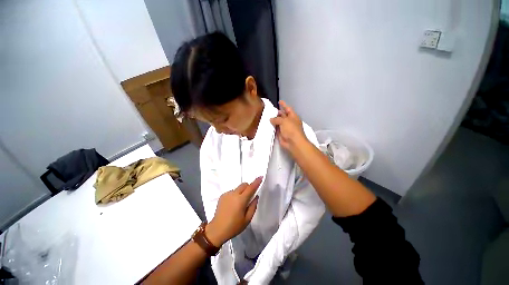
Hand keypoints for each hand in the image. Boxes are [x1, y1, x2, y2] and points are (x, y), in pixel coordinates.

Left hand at [205, 177, 261, 246]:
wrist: (217, 230)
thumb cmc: (234, 226)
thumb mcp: (247, 219)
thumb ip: (253, 206)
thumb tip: (256, 196)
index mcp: (241, 200)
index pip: (251, 188)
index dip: (256, 182)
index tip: (261, 177)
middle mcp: (234, 194)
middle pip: (244, 185)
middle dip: (248, 187)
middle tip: (249, 196)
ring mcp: (227, 194)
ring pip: (238, 188)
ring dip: (241, 192)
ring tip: (239, 203)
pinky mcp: (222, 196)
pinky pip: (232, 192)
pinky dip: (235, 195)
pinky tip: (232, 205)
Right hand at [270, 100, 308, 153]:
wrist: (293, 143)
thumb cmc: (291, 129)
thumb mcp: (284, 121)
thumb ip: (277, 119)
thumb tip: (271, 119)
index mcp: (293, 116)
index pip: (288, 108)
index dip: (284, 105)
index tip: (279, 101)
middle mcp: (289, 121)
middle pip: (283, 115)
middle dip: (277, 113)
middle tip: (270, 110)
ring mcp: (285, 128)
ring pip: (279, 122)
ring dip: (274, 120)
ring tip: (267, 116)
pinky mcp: (281, 134)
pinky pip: (276, 129)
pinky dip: (272, 127)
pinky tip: (267, 125)